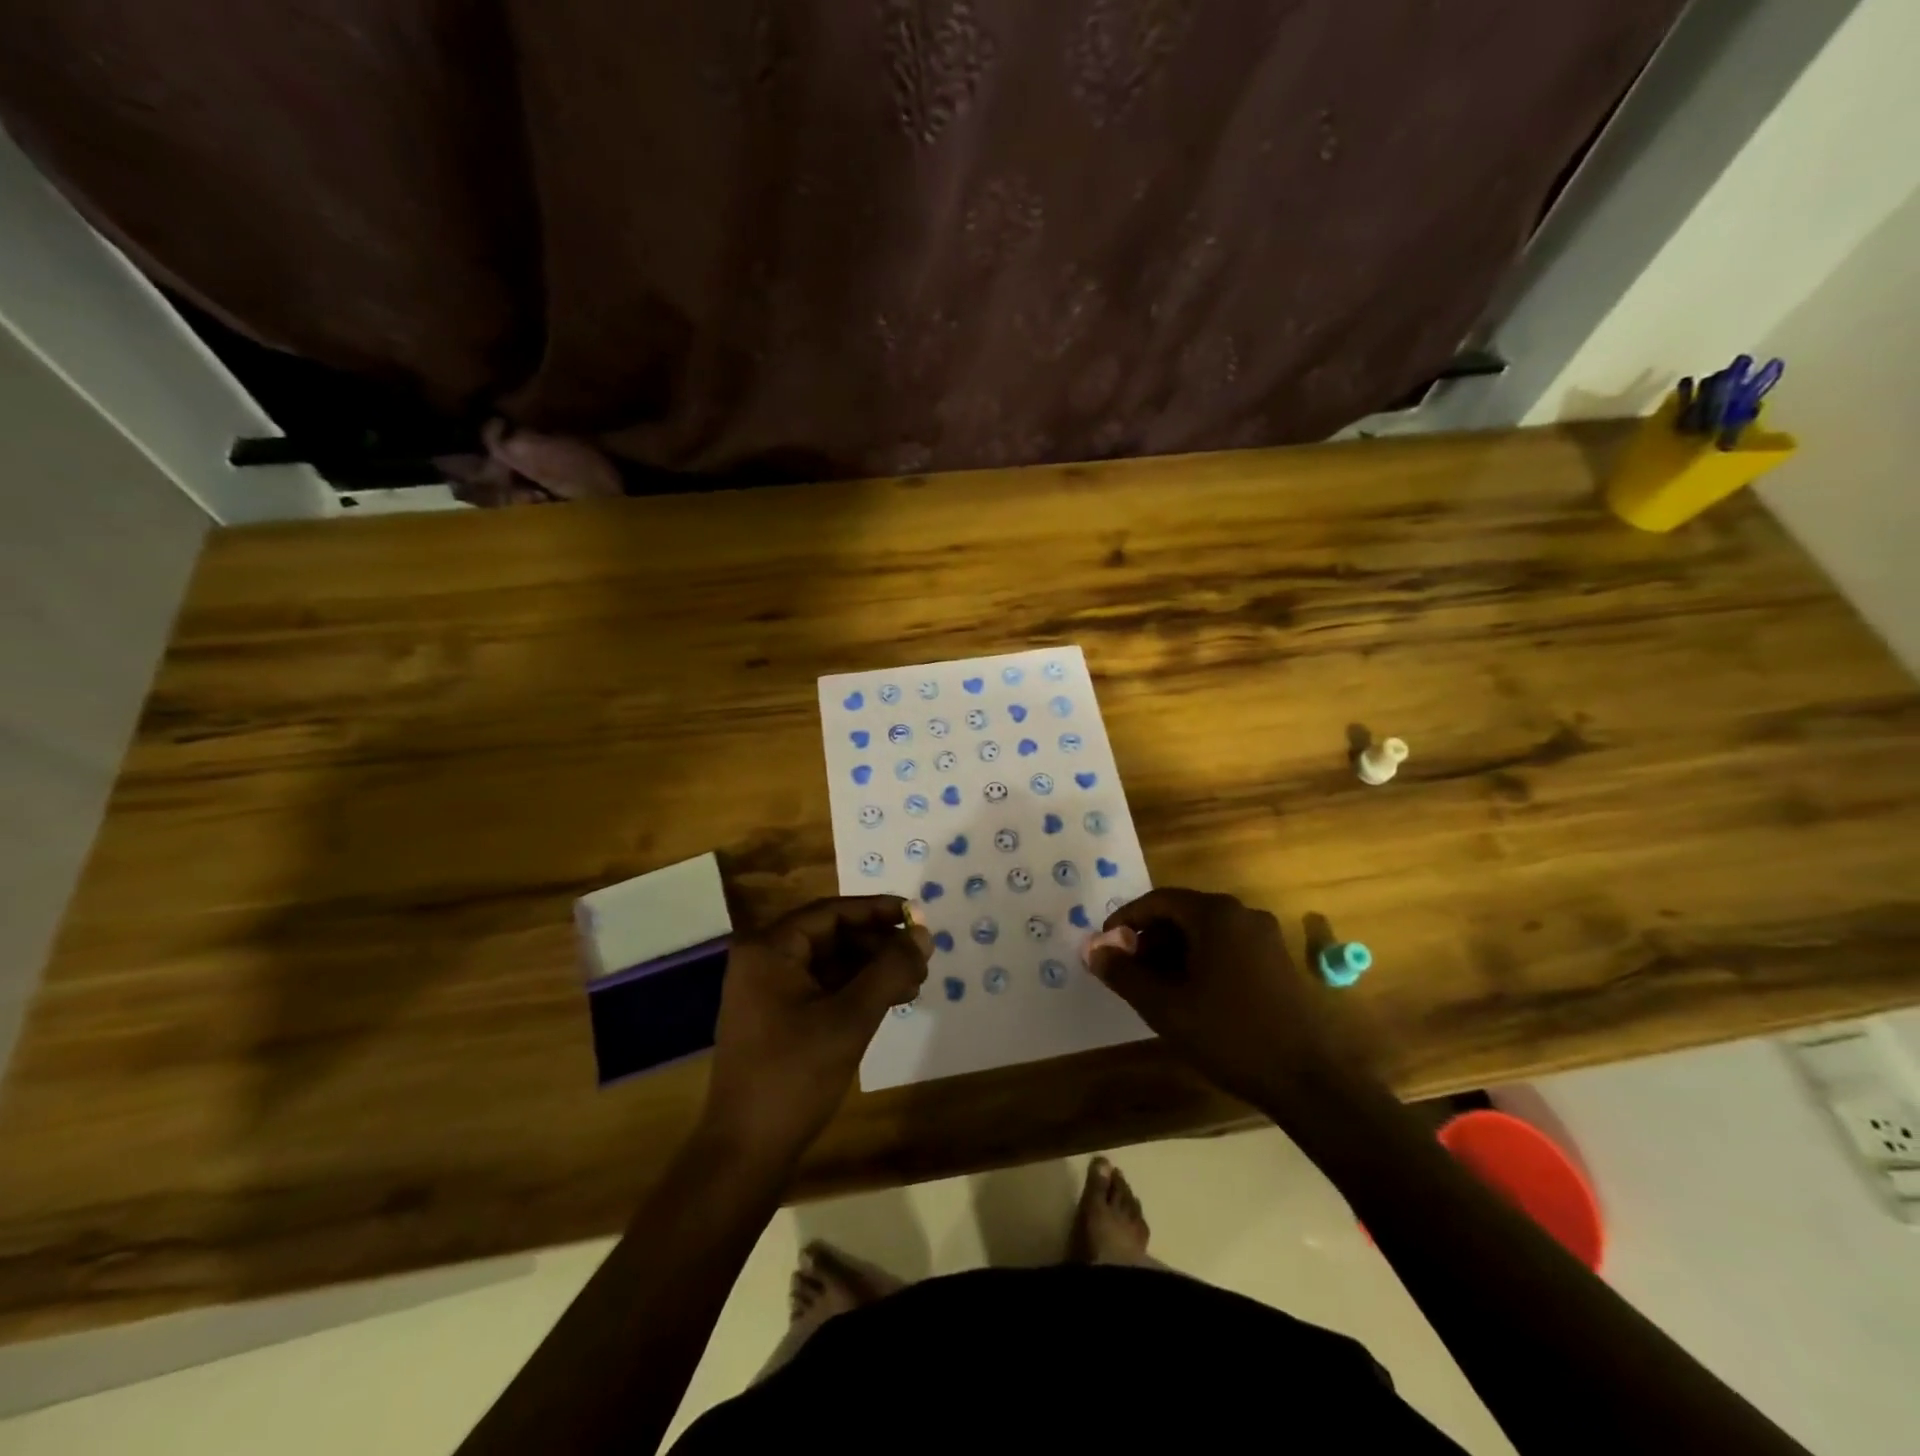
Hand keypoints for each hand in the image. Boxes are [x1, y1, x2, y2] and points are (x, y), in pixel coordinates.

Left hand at [702, 896, 930, 1163]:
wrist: (746, 1152)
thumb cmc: (795, 1075)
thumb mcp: (850, 1018)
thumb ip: (890, 970)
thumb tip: (924, 934)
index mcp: (770, 949)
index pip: (831, 912)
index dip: (877, 910)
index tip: (916, 915)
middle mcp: (764, 961)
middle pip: (832, 936)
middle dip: (878, 944)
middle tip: (921, 956)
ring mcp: (768, 992)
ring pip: (830, 964)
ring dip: (872, 968)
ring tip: (914, 981)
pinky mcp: (777, 1019)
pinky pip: (822, 989)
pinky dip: (856, 991)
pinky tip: (890, 1001)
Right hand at [1087, 888, 1344, 1107]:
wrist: (1306, 1080)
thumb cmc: (1229, 1036)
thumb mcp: (1165, 1007)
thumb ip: (1124, 973)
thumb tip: (1092, 949)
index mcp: (1216, 915)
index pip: (1158, 901)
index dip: (1126, 921)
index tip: (1106, 947)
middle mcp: (1242, 914)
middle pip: (1182, 913)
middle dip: (1149, 938)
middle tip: (1128, 971)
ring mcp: (1264, 937)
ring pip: (1204, 931)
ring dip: (1173, 951)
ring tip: (1154, 987)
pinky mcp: (1277, 960)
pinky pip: (1226, 946)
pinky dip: (1200, 960)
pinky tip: (1190, 994)